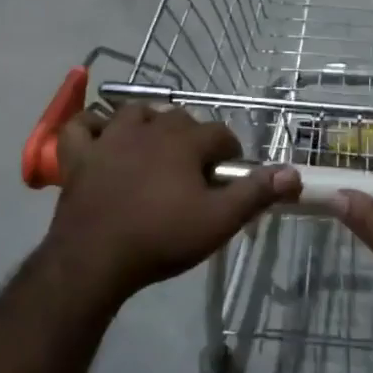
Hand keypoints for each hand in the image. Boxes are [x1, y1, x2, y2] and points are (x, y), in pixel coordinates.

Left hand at [46, 104, 299, 304]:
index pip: (220, 134)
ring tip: (155, 148)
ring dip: (149, 123)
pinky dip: (91, 126)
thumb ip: (255, 193)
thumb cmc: (161, 238)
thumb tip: (292, 172)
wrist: (95, 259)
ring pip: (135, 113)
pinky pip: (82, 126)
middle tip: (195, 172)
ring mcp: (110, 138)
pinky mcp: (79, 155)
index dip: (230, 153)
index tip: (229, 177)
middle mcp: (149, 128)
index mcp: (184, 141)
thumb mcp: (218, 221)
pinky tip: (100, 136)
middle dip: (193, 139)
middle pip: (180, 119)